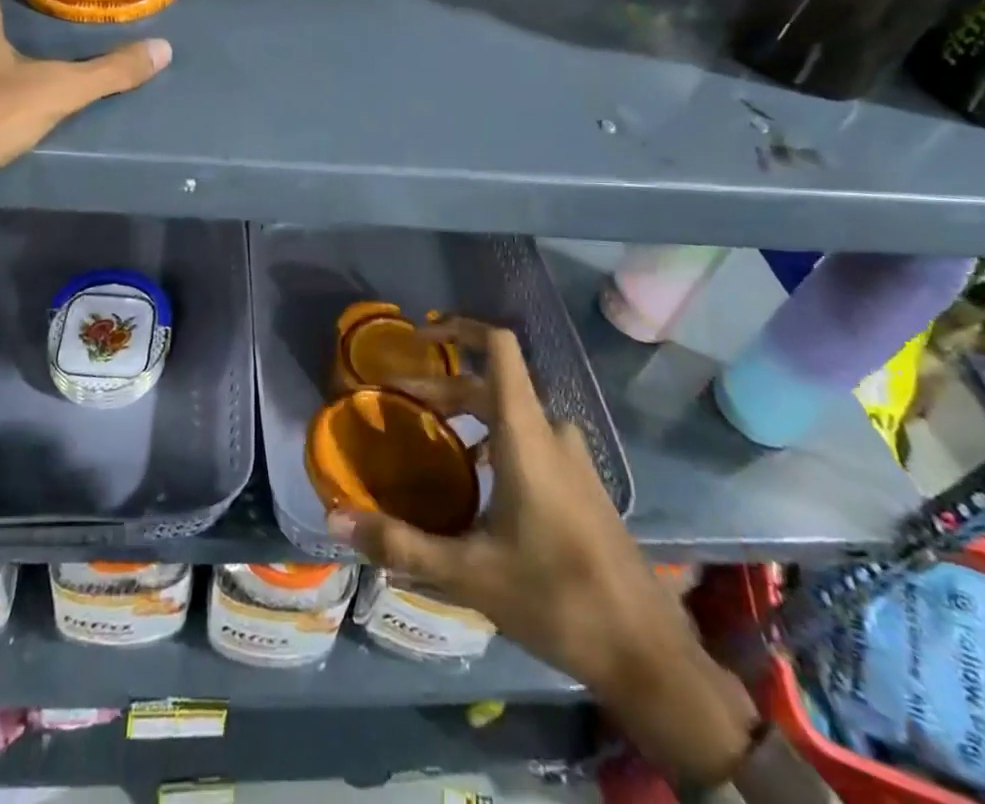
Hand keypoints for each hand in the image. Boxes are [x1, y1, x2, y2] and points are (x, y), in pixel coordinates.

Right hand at [329, 318, 759, 786]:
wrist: (648, 654)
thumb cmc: (556, 598)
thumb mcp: (469, 573)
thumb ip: (401, 543)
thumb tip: (336, 518)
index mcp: (526, 436)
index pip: (500, 348)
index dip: (461, 328)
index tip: (421, 335)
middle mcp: (552, 434)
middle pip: (492, 385)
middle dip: (443, 388)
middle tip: (399, 404)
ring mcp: (573, 459)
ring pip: (512, 414)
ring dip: (468, 415)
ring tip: (431, 441)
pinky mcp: (583, 485)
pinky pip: (531, 440)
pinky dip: (495, 439)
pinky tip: (475, 483)